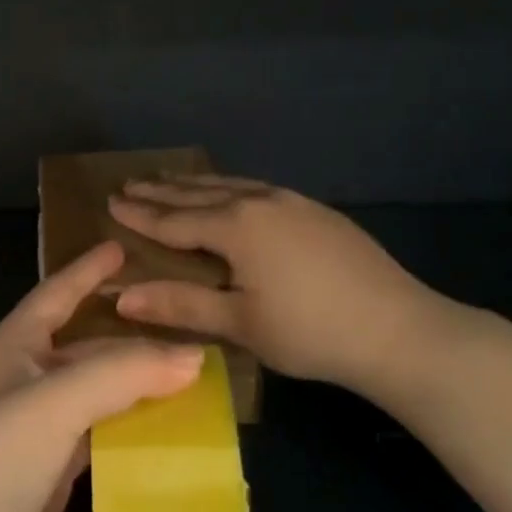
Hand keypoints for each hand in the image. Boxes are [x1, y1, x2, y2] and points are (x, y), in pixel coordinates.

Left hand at [0, 241, 203, 511]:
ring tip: (188, 376)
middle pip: (83, 346)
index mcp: (12, 348)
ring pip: (95, 393)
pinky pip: (99, 436)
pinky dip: (130, 429)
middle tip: (182, 324)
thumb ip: (124, 373)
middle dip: (128, 336)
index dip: (87, 271)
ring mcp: (34, 431)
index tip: (121, 247)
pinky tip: (166, 432)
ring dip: (135, 385)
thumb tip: (195, 355)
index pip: (55, 294)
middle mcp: (21, 381)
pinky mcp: (49, 475)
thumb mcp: (57, 402)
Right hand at [108, 175, 475, 402]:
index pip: (174, 220)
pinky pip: (258, 189)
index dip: (140, 215)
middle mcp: (260, 202)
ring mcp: (293, 202)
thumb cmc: (310, 331)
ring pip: (231, 185)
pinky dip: (229, 188)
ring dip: (195, 184)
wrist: (400, 329)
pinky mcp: (317, 212)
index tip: (111, 202)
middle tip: (130, 182)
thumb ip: (181, 304)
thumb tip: (121, 296)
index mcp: (236, 226)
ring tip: (170, 179)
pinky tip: (232, 193)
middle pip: (199, 194)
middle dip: (162, 190)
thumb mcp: (240, 323)